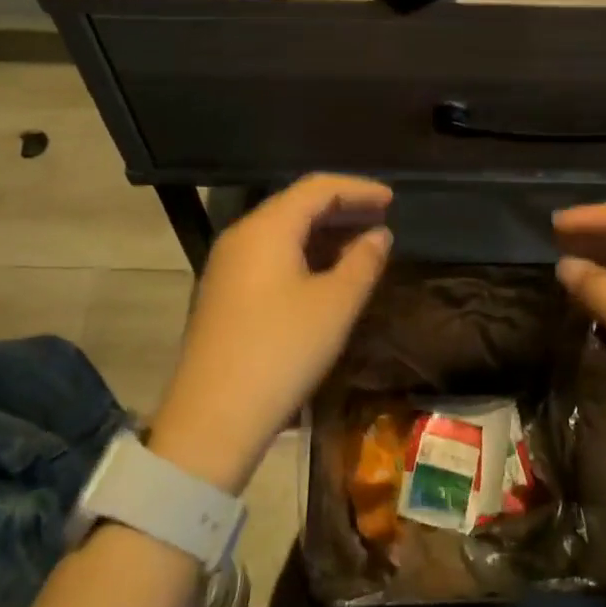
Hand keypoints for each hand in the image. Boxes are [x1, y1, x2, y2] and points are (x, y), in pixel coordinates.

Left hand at [149, 175, 393, 493]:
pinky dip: (304, 255)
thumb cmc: (282, 352)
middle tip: (382, 218)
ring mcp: (228, 266)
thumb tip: (379, 235)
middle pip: (297, 205)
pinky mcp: (225, 294)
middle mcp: (242, 236)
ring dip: (324, 234)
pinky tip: (327, 275)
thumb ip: (363, 262)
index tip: (392, 200)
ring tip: (363, 246)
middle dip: (342, 208)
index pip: (317, 188)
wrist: (213, 418)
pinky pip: (271, 256)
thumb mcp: (335, 305)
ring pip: (283, 232)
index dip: (358, 189)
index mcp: (267, 228)